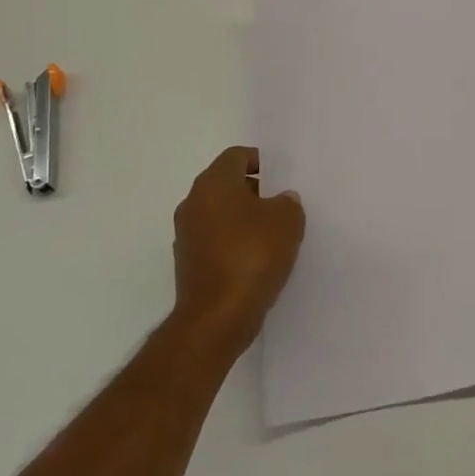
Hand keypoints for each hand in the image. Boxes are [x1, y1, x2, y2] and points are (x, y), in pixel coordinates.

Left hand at [171, 147, 305, 356]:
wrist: (216, 318)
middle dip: (254, 191)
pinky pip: (215, 241)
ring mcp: (186, 235)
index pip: (236, 156)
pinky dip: (233, 244)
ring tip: (273, 236)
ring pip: (220, 214)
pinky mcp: (187, 263)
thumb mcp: (287, 221)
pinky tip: (256, 261)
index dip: (261, 161)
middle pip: (226, 184)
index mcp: (213, 183)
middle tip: (281, 206)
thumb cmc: (252, 256)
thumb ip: (288, 202)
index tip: (282, 177)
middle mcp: (193, 203)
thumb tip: (280, 201)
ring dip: (243, 220)